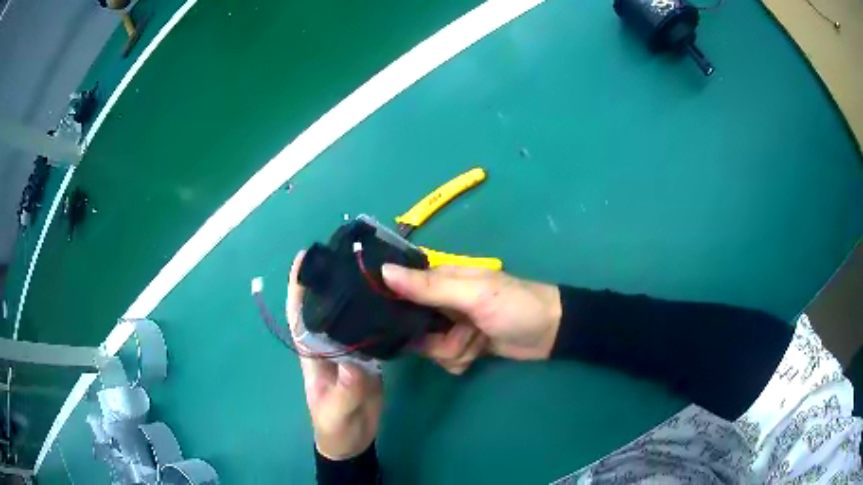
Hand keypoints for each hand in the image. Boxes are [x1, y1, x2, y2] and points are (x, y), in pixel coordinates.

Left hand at [288, 251, 382, 459]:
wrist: (354, 440)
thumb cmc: (335, 426)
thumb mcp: (336, 411)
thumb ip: (346, 390)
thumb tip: (355, 362)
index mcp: (312, 354)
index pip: (300, 316)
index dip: (298, 287)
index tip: (305, 258)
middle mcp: (328, 346)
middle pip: (326, 308)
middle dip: (330, 280)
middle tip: (348, 252)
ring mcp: (349, 350)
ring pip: (348, 316)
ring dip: (354, 294)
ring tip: (371, 268)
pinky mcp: (367, 357)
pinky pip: (369, 331)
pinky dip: (374, 314)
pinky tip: (389, 300)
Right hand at [382, 265, 561, 374]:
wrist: (551, 333)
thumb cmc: (514, 306)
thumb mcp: (473, 294)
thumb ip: (429, 287)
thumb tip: (383, 271)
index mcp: (441, 279)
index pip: (401, 287)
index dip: (392, 303)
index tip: (388, 320)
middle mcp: (441, 301)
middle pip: (411, 326)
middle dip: (434, 338)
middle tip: (458, 333)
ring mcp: (451, 326)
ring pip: (429, 347)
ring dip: (453, 350)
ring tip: (477, 342)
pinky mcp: (462, 346)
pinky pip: (444, 359)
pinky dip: (461, 360)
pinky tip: (479, 354)